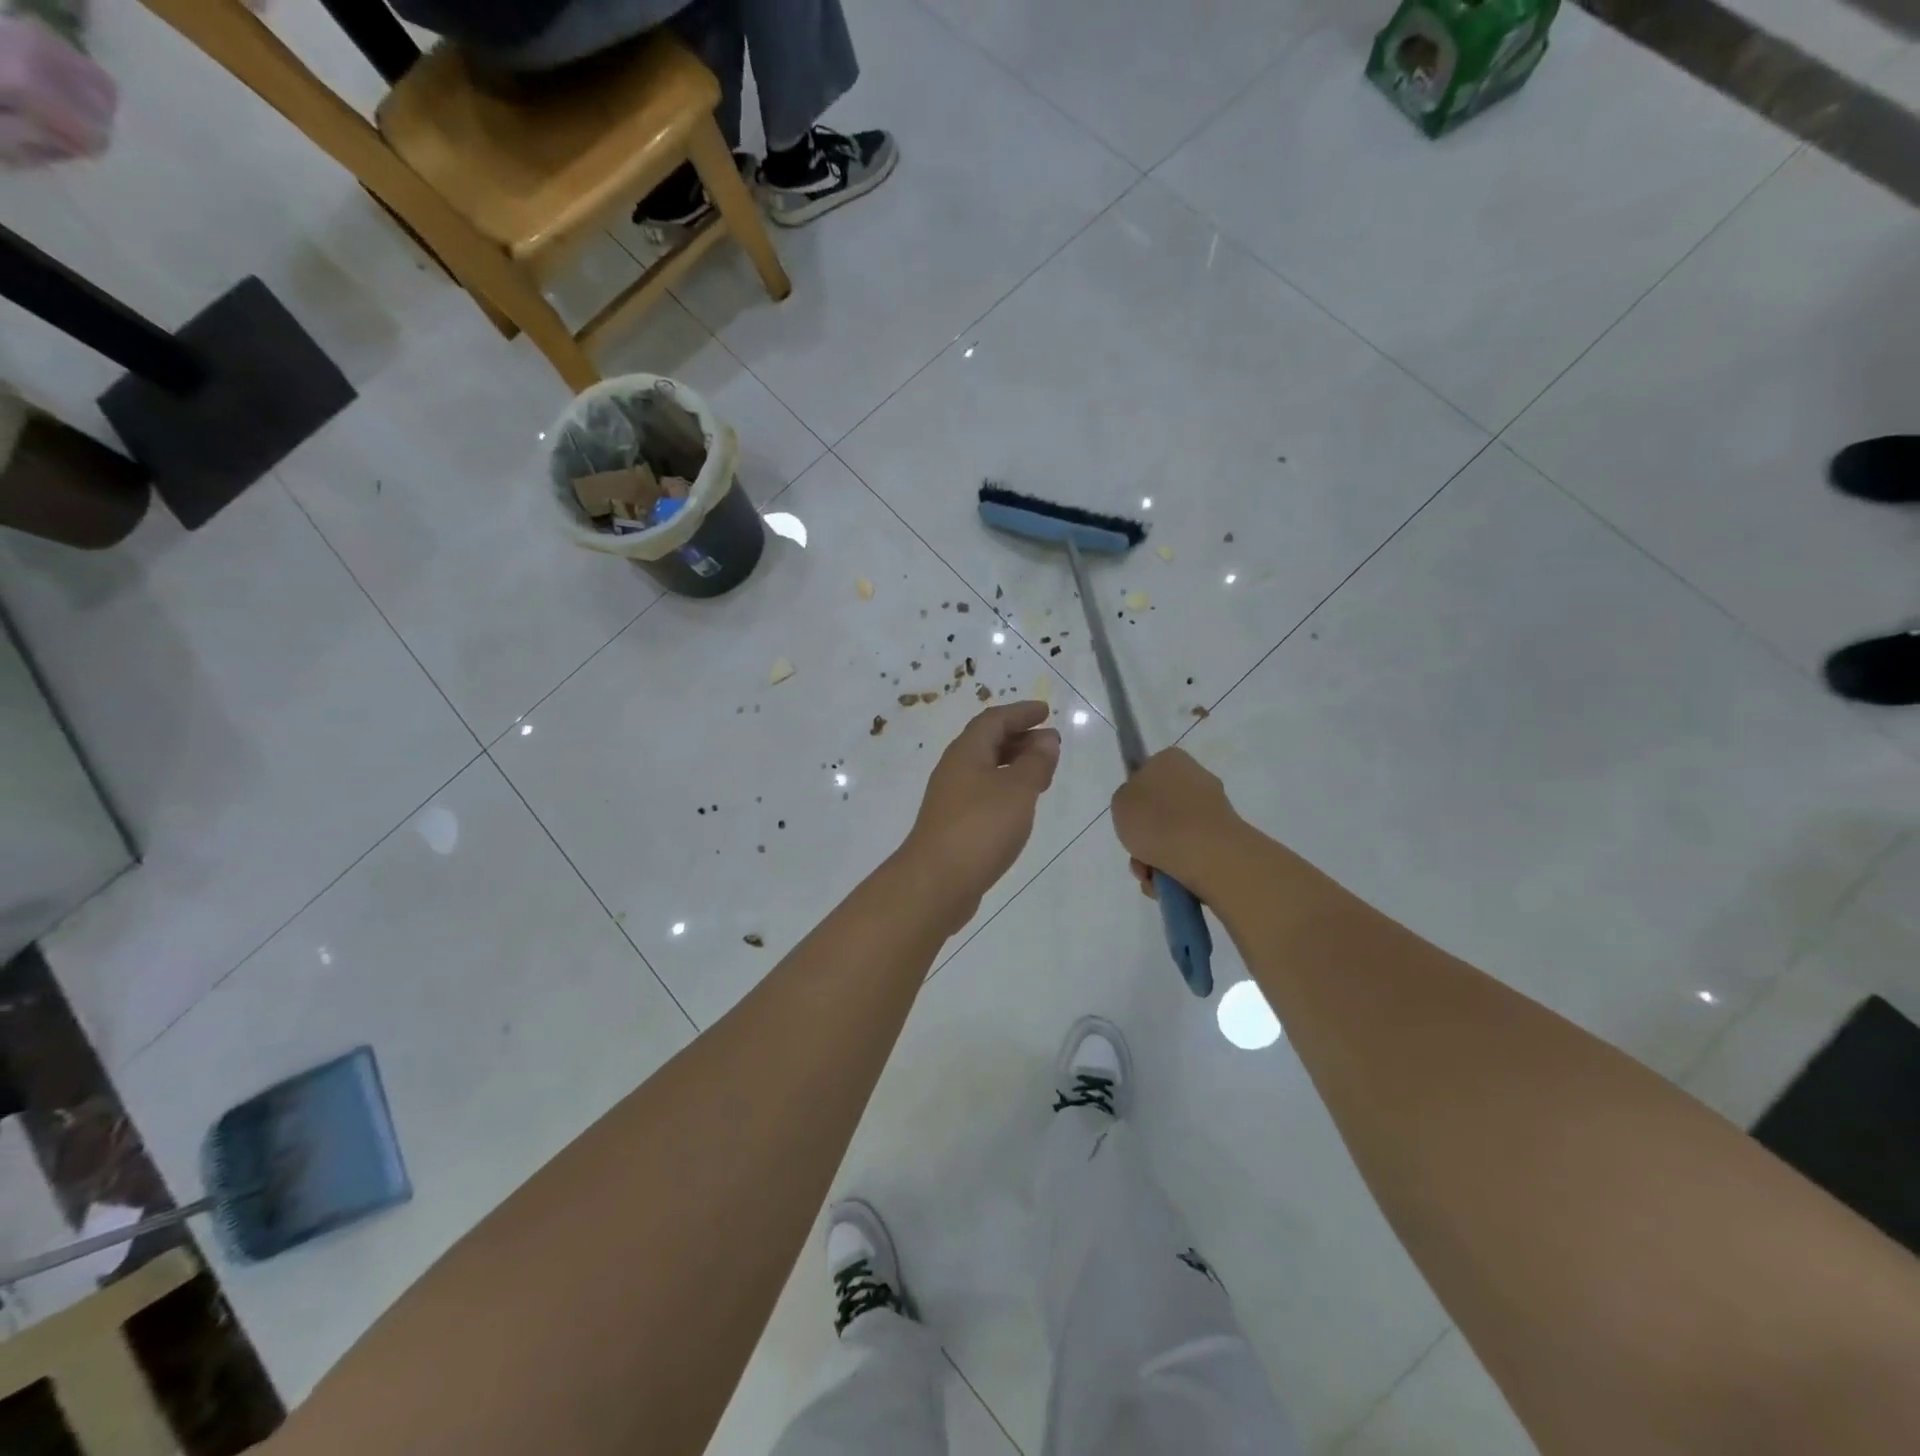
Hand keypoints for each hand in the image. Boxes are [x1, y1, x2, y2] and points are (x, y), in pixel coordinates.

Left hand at [899, 702, 1061, 933]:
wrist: (936, 882)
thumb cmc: (980, 827)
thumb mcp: (1017, 790)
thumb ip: (1036, 762)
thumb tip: (1046, 739)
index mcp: (966, 752)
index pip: (994, 719)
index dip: (1021, 712)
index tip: (1046, 712)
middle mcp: (955, 769)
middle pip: (987, 742)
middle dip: (1019, 737)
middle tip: (1050, 744)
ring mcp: (951, 798)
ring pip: (985, 769)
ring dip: (1014, 764)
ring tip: (1043, 774)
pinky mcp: (953, 824)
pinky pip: (983, 793)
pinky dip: (1005, 788)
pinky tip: (1020, 806)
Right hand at [1110, 748, 1243, 899]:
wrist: (1204, 852)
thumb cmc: (1155, 819)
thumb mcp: (1120, 803)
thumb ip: (1127, 800)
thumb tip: (1142, 808)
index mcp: (1170, 760)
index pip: (1148, 772)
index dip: (1136, 798)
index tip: (1129, 818)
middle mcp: (1197, 778)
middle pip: (1161, 810)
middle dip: (1147, 836)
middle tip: (1137, 854)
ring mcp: (1214, 809)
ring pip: (1175, 835)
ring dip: (1158, 858)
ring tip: (1151, 876)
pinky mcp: (1226, 838)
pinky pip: (1192, 853)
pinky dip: (1177, 869)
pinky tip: (1168, 883)